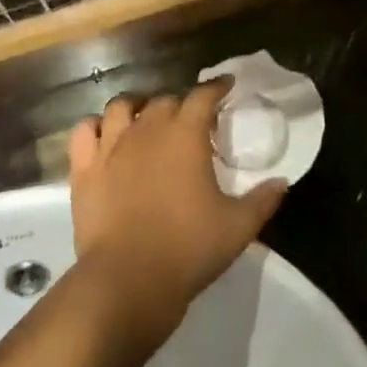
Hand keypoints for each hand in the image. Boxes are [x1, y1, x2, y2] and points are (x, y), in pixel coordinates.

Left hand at [68, 80, 286, 339]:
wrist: (127, 281)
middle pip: (165, 100)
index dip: (216, 87)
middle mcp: (148, 129)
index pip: (204, 95)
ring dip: (136, 106)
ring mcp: (111, 147)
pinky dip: (95, 127)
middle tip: (190, 121)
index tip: (226, 85)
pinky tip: (105, 136)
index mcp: (186, 134)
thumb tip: (282, 181)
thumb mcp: (238, 226)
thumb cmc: (188, 248)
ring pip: (121, 106)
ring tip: (144, 117)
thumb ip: (262, 200)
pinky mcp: (84, 169)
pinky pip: (84, 131)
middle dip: (180, 103)